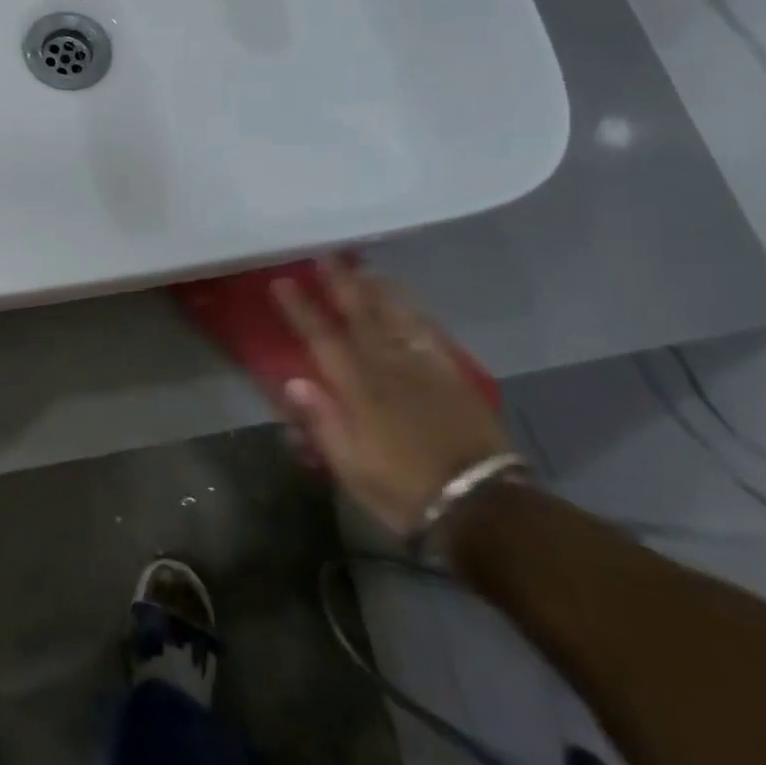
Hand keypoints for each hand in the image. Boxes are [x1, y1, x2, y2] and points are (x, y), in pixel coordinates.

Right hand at [272, 258, 512, 537]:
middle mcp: (389, 368)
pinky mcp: (454, 378)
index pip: (322, 338)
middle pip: (360, 316)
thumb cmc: (405, 490)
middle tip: (325, 256)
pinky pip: (430, 335)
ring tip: (363, 269)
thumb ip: (322, 420)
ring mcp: (424, 370)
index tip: (282, 282)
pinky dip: (414, 314)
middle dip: (339, 284)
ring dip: (377, 290)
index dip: (300, 308)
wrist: (483, 507)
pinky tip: (407, 303)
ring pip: (396, 317)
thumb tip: (293, 382)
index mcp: (359, 389)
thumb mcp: (351, 466)